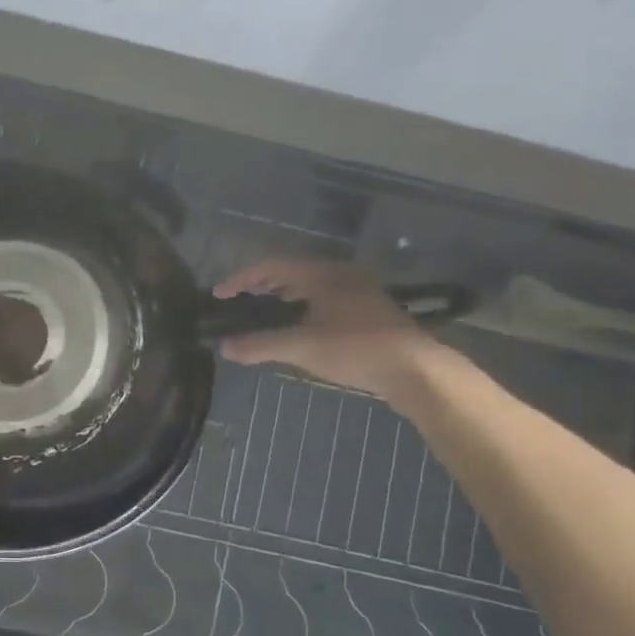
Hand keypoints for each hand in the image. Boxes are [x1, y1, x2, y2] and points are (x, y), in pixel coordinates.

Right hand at [212, 258, 441, 400]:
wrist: (415, 369)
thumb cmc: (356, 349)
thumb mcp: (302, 347)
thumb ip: (260, 345)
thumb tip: (224, 347)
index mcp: (322, 274)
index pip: (271, 266)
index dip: (241, 279)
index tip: (219, 295)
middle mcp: (339, 274)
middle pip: (290, 272)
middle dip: (260, 286)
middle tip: (237, 303)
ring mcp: (356, 291)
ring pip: (309, 287)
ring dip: (281, 298)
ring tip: (261, 316)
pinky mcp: (367, 310)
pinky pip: (323, 300)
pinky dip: (301, 309)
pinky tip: (296, 330)